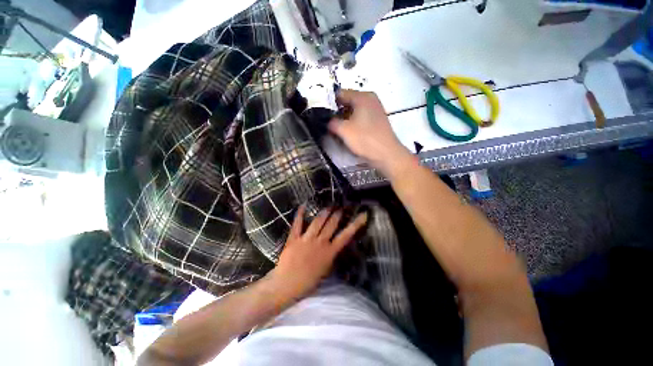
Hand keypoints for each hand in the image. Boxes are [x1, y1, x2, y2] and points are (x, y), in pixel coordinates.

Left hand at [268, 205, 367, 301]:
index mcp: (330, 252)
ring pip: (318, 221)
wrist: (287, 285)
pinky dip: (300, 214)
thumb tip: (335, 248)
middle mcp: (320, 242)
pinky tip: (303, 205)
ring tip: (329, 206)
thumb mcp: (325, 271)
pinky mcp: (294, 238)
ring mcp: (307, 239)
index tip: (362, 214)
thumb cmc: (308, 282)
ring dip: (324, 212)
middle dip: (337, 214)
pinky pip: (297, 223)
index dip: (355, 224)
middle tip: (340, 207)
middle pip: (331, 224)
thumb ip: (331, 257)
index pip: (346, 235)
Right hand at [329, 90, 413, 173]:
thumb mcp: (343, 130)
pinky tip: (351, 135)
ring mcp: (375, 110)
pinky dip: (354, 124)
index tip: (325, 117)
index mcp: (362, 96)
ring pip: (355, 112)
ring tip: (340, 132)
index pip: (341, 94)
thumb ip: (332, 123)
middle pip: (348, 102)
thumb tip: (329, 122)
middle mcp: (370, 99)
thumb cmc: (365, 139)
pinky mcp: (377, 121)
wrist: (386, 154)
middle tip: (332, 126)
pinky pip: (361, 119)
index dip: (331, 105)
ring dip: (346, 120)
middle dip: (338, 113)